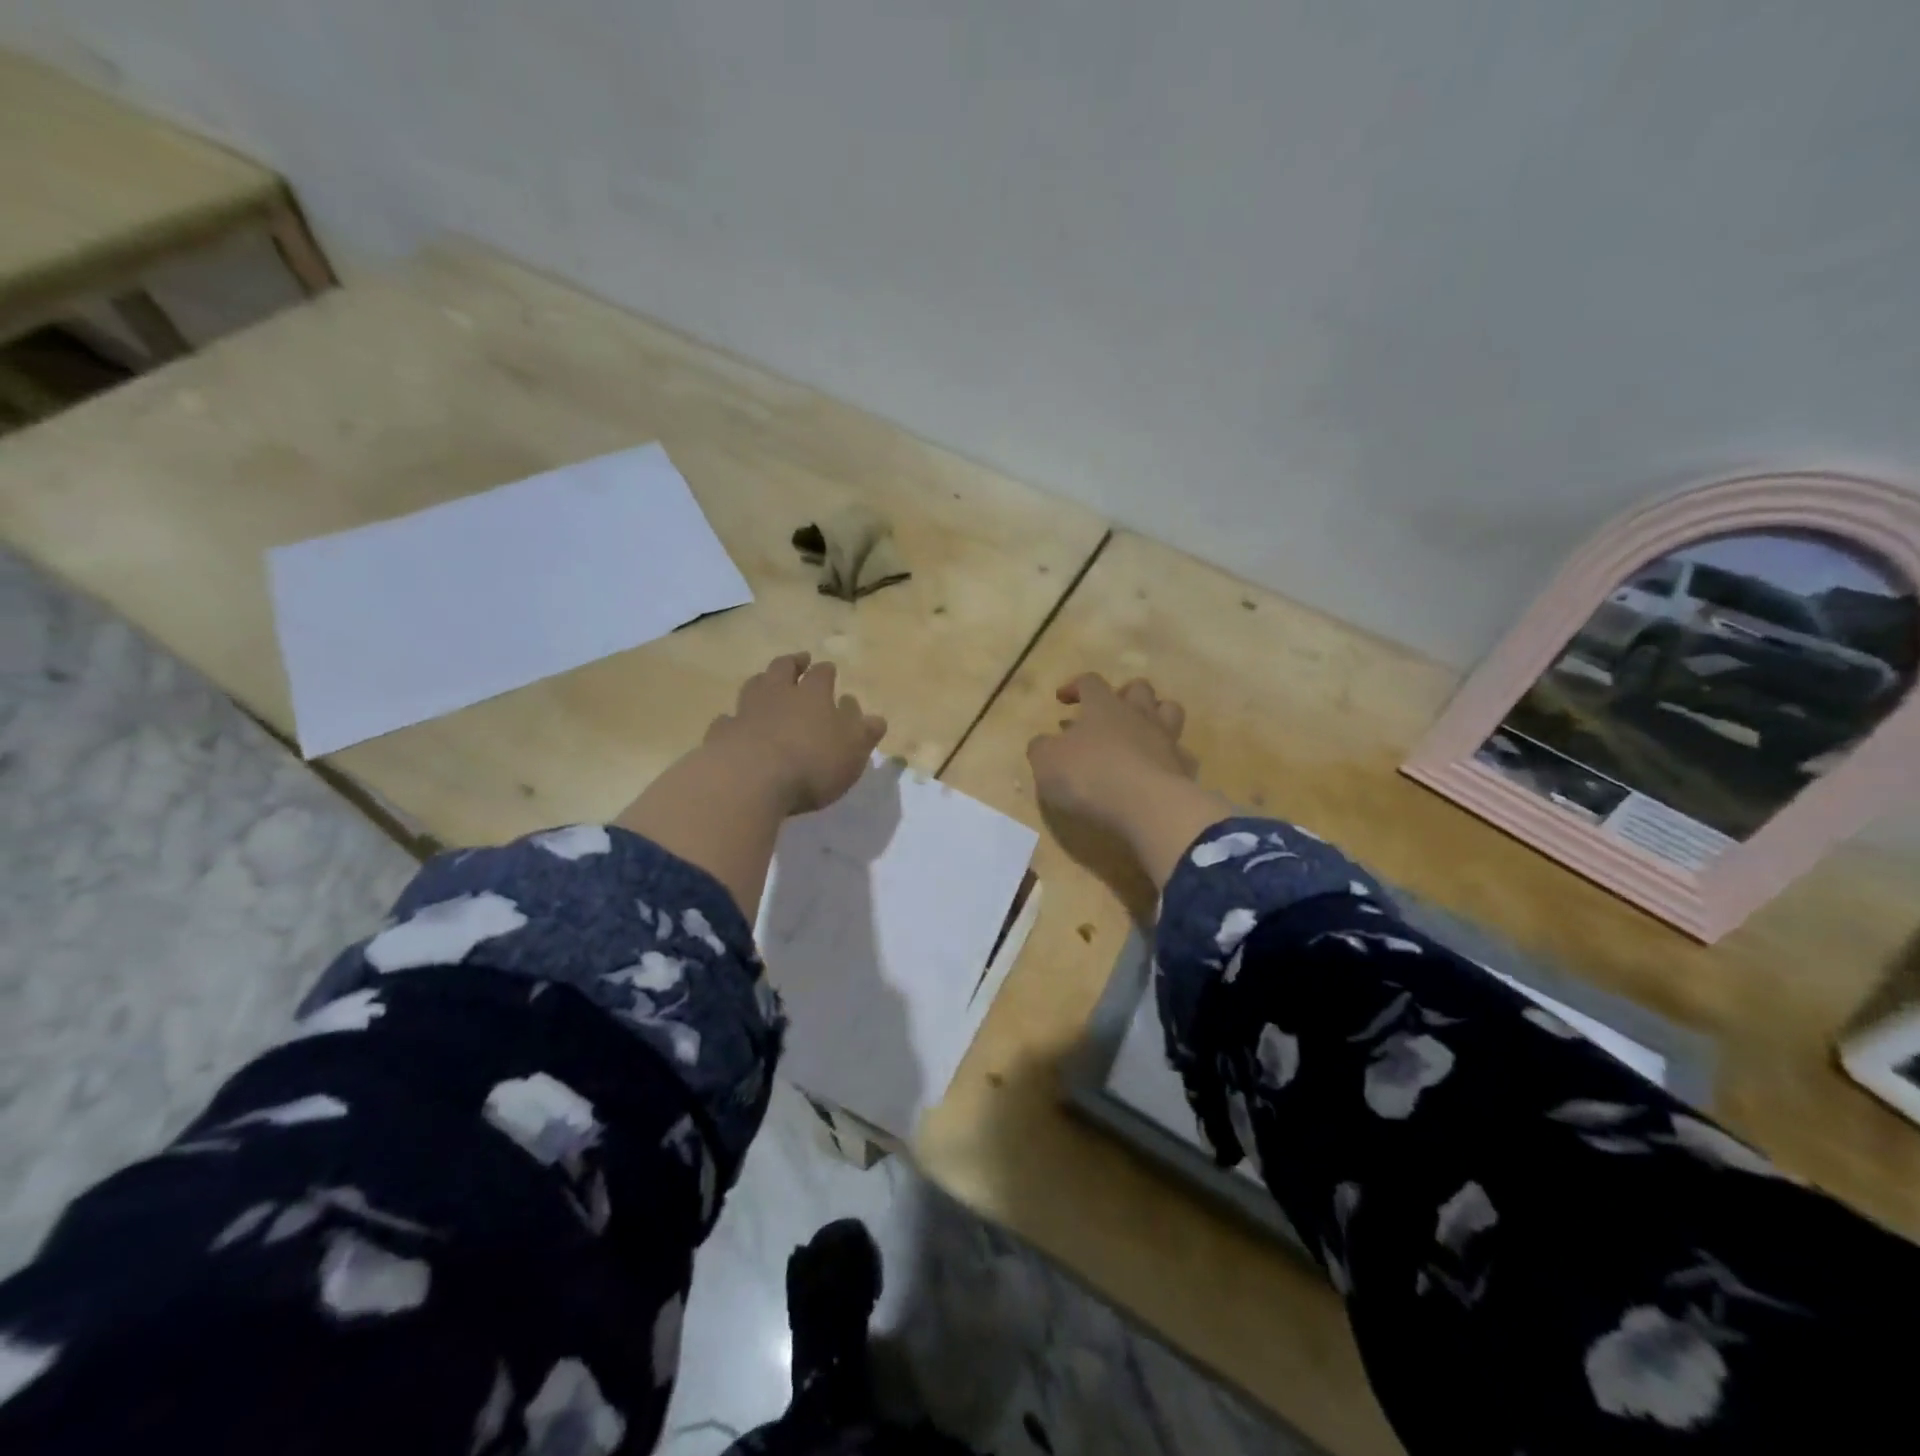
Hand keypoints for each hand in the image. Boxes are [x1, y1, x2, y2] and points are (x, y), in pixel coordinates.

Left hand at [705, 653, 886, 814]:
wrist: (750, 779)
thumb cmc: (812, 764)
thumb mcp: (853, 751)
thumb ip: (864, 732)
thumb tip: (873, 716)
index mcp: (814, 695)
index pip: (822, 674)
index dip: (826, 671)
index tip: (829, 669)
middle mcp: (778, 694)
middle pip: (783, 668)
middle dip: (793, 662)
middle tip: (799, 659)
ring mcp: (746, 711)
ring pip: (754, 686)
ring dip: (762, 681)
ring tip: (766, 681)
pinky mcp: (722, 733)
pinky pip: (728, 719)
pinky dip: (733, 718)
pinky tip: (734, 722)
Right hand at [1027, 673, 1228, 891]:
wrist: (1147, 805)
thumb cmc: (1090, 775)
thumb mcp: (1047, 762)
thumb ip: (1042, 748)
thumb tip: (1042, 742)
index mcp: (1103, 706)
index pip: (1090, 681)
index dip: (1075, 686)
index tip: (1062, 699)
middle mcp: (1138, 715)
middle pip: (1139, 688)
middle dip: (1124, 693)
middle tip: (1109, 711)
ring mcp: (1166, 739)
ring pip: (1169, 711)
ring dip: (1155, 716)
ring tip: (1141, 732)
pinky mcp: (1183, 768)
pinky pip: (1182, 754)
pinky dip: (1171, 757)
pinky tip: (1159, 769)